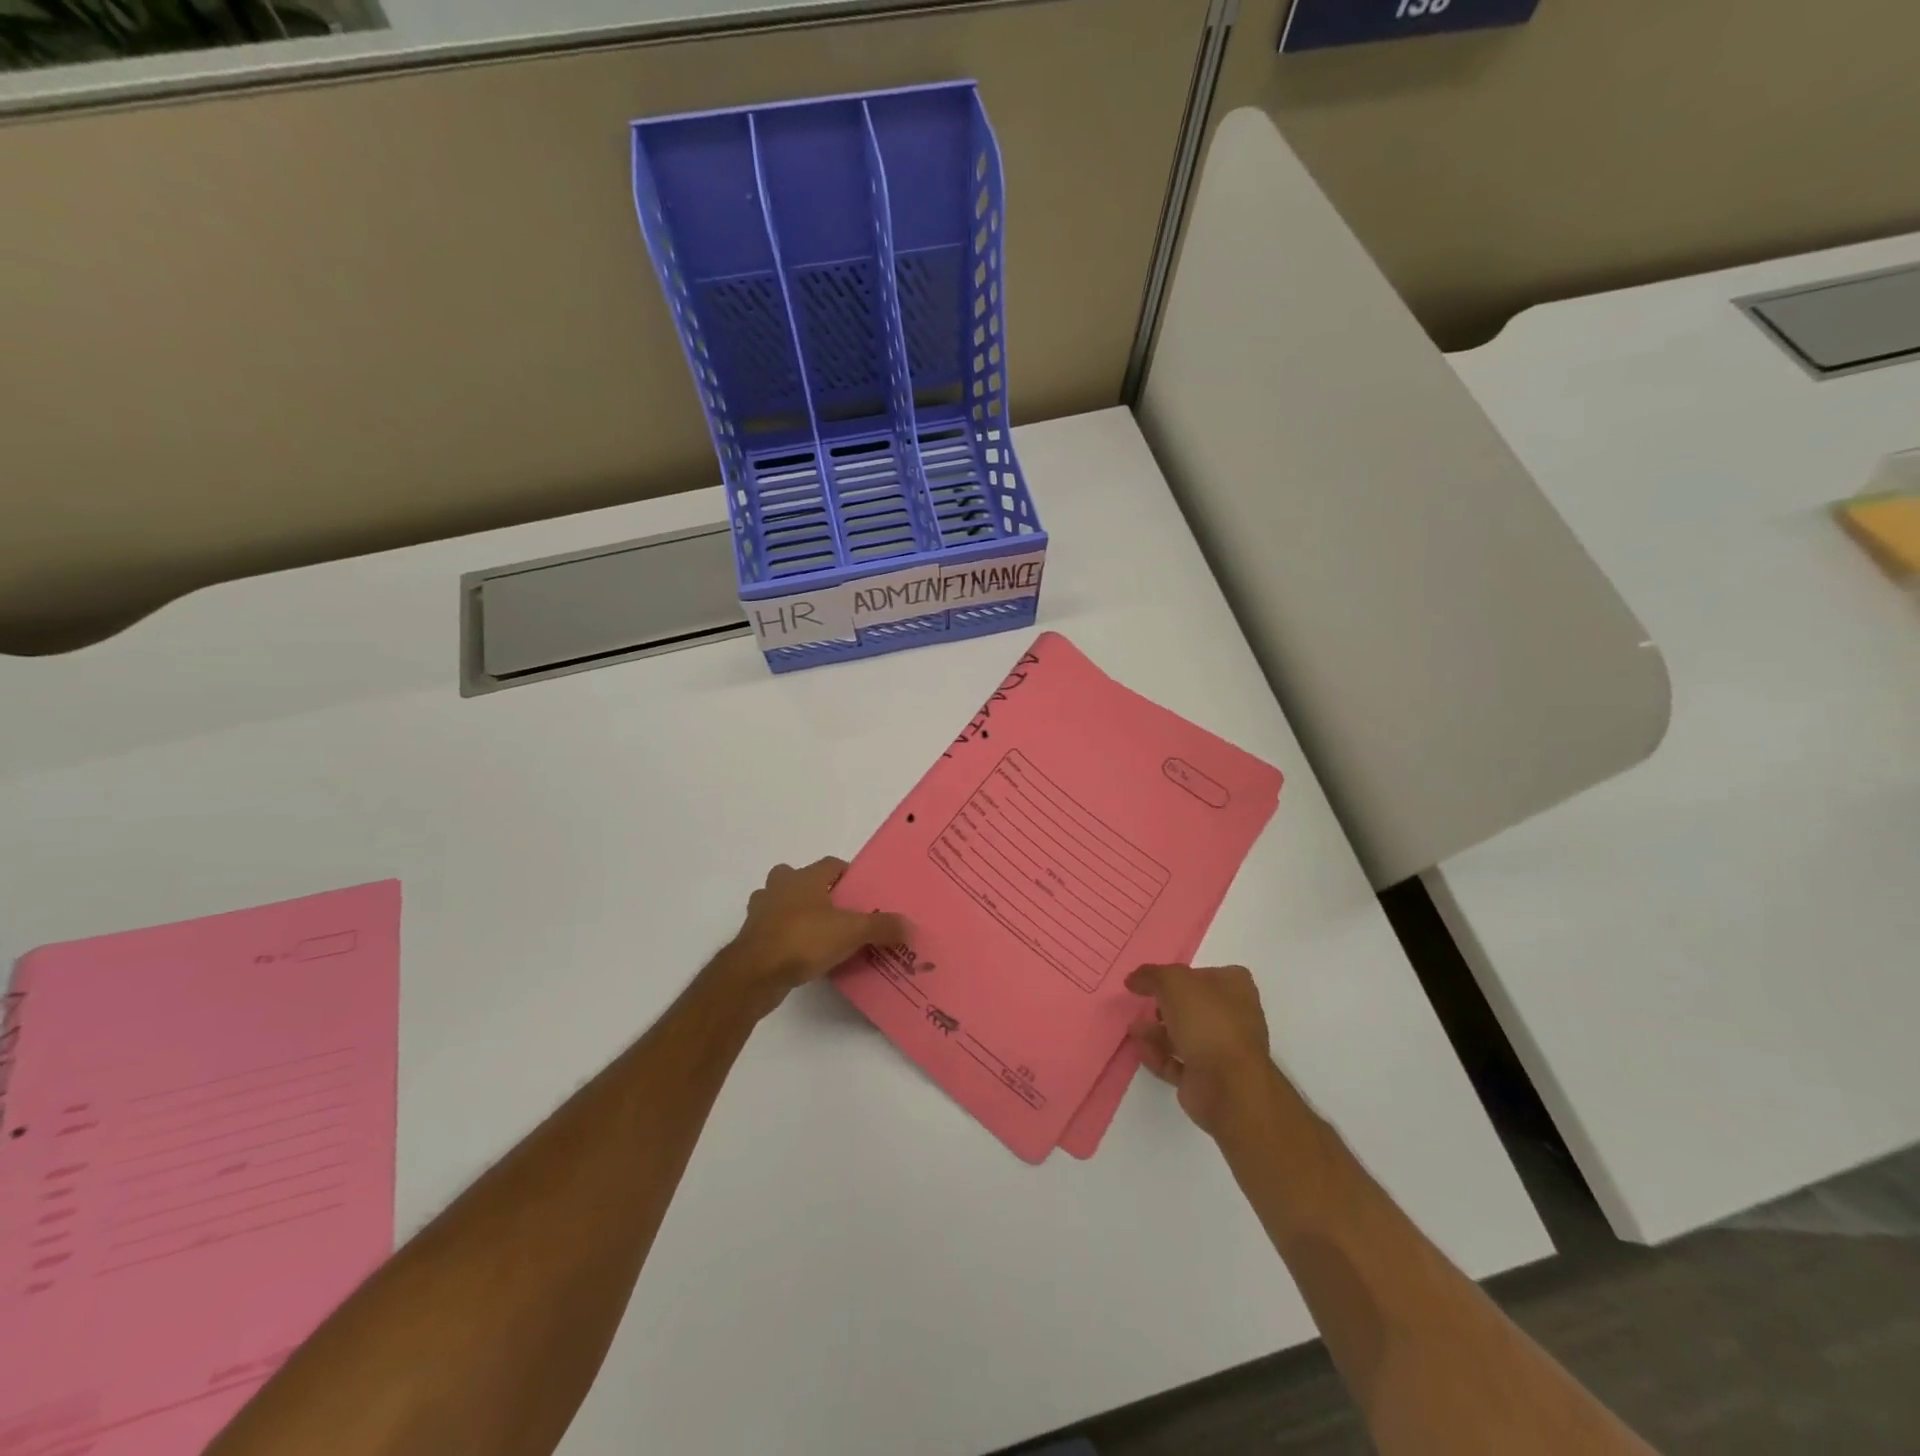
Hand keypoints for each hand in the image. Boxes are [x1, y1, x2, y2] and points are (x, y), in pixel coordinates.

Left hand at [720, 858, 908, 1017]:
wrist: (755, 973)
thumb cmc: (804, 939)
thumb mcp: (851, 932)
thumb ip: (881, 927)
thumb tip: (910, 925)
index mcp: (805, 877)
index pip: (830, 864)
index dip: (847, 875)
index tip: (861, 892)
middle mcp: (780, 887)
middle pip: (799, 878)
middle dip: (815, 890)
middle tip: (837, 911)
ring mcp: (760, 911)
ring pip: (780, 902)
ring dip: (794, 912)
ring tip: (818, 933)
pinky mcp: (751, 937)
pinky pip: (772, 929)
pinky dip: (784, 935)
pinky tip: (800, 954)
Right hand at [1126, 964, 1276, 1136]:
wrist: (1228, 1085)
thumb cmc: (1206, 1020)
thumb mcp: (1173, 982)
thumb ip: (1151, 975)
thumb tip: (1134, 979)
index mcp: (1235, 987)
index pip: (1204, 974)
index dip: (1179, 975)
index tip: (1154, 980)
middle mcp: (1233, 1016)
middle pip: (1192, 1006)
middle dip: (1164, 1006)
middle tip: (1143, 1005)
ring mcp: (1222, 1050)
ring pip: (1184, 1035)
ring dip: (1156, 1032)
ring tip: (1134, 1029)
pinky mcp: (1208, 1078)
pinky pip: (1177, 1062)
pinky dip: (1157, 1055)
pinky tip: (1140, 1049)